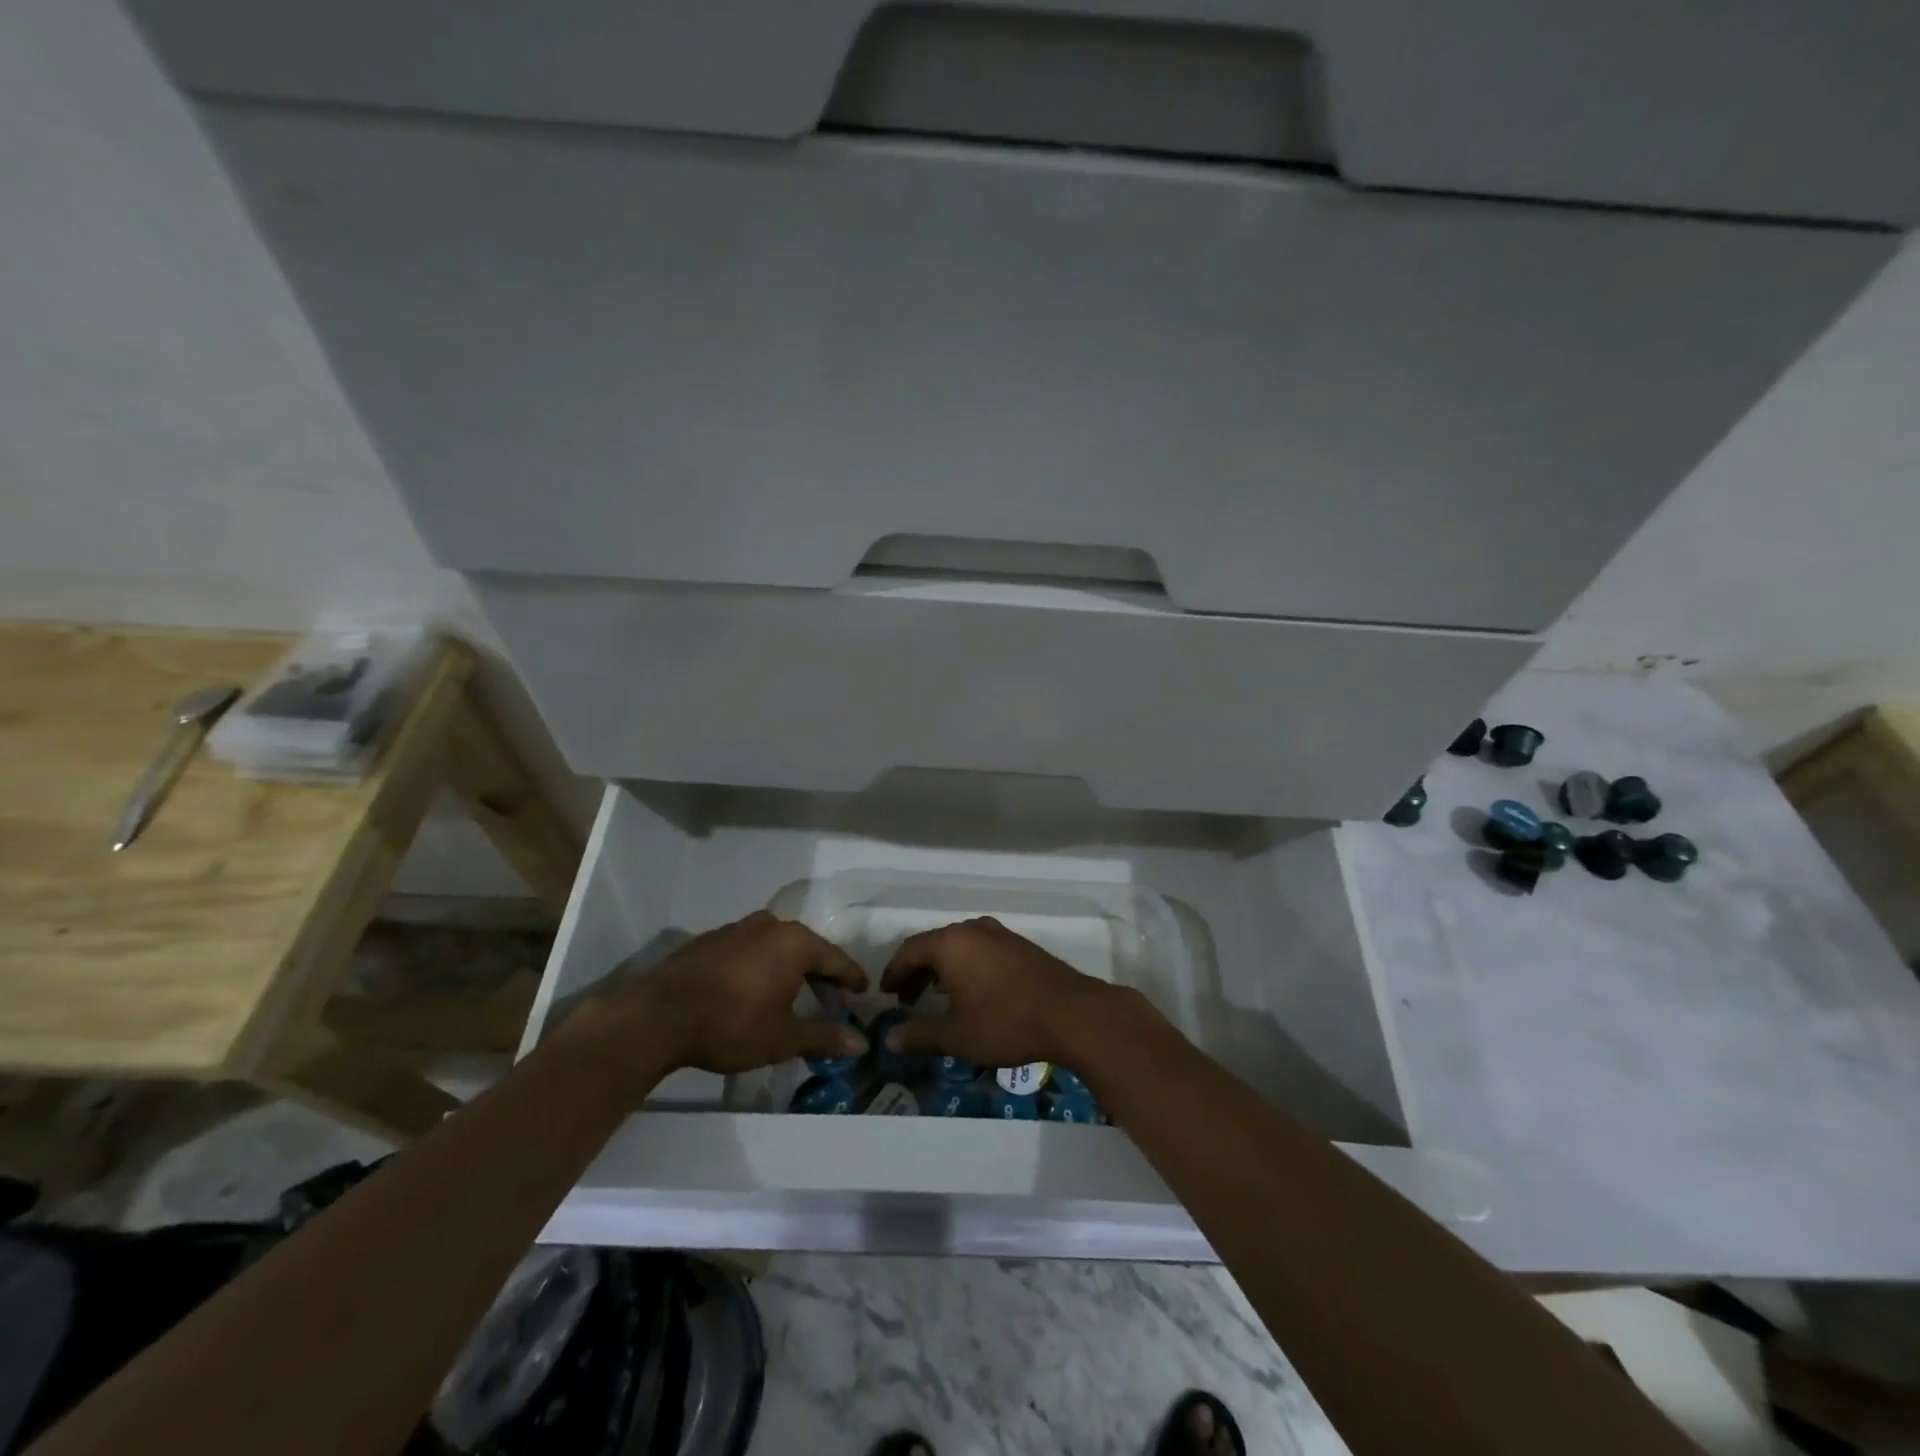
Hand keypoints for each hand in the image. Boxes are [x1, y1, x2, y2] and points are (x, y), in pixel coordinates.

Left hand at [564, 911, 868, 1089]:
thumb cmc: (732, 1024)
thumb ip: (824, 1037)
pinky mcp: (709, 940)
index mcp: (795, 942)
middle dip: (819, 973)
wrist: (658, 1017)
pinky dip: (758, 966)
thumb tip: (861, 1043)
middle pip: (806, 948)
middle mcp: (770, 926)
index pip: (835, 959)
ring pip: (774, 946)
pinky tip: (751, 990)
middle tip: (829, 997)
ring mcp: (736, 929)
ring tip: (790, 994)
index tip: (862, 991)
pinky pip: (747, 950)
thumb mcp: (784, 1038)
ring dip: (787, 968)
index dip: (851, 978)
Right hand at [879, 916, 1113, 1068]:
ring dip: (943, 969)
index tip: (886, 993)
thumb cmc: (1004, 1021)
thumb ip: (919, 1034)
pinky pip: (982, 950)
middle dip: (918, 971)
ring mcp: (1000, 935)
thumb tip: (889, 1039)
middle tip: (907, 1000)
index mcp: (951, 943)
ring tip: (937, 998)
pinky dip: (967, 967)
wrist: (1070, 1013)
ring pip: (960, 946)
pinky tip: (973, 992)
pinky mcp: (1021, 946)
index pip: (910, 949)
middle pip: (935, 944)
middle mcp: (973, 930)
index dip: (894, 971)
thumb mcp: (956, 1035)